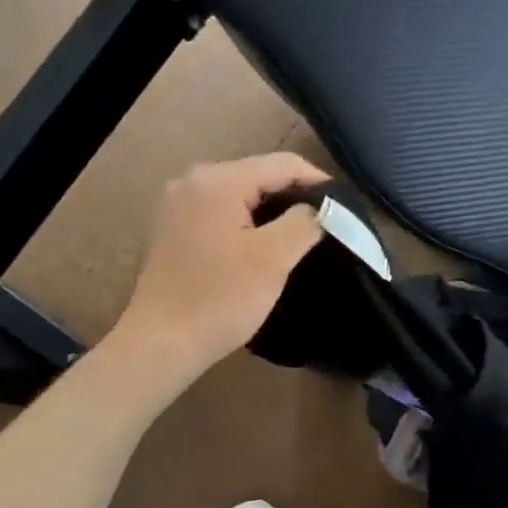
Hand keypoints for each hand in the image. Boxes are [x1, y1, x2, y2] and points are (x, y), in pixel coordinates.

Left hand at [113, 153, 327, 385]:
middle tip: (326, 226)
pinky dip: (246, 225)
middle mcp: (193, 181)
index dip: (319, 182)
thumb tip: (320, 208)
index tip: (345, 209)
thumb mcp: (273, 258)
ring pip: (241, 196)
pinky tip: (262, 250)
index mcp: (218, 180)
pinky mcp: (174, 229)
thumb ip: (304, 222)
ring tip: (300, 239)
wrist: (161, 343)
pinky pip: (222, 214)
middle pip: (259, 176)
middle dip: (294, 198)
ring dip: (272, 214)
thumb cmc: (221, 298)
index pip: (283, 164)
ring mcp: (179, 205)